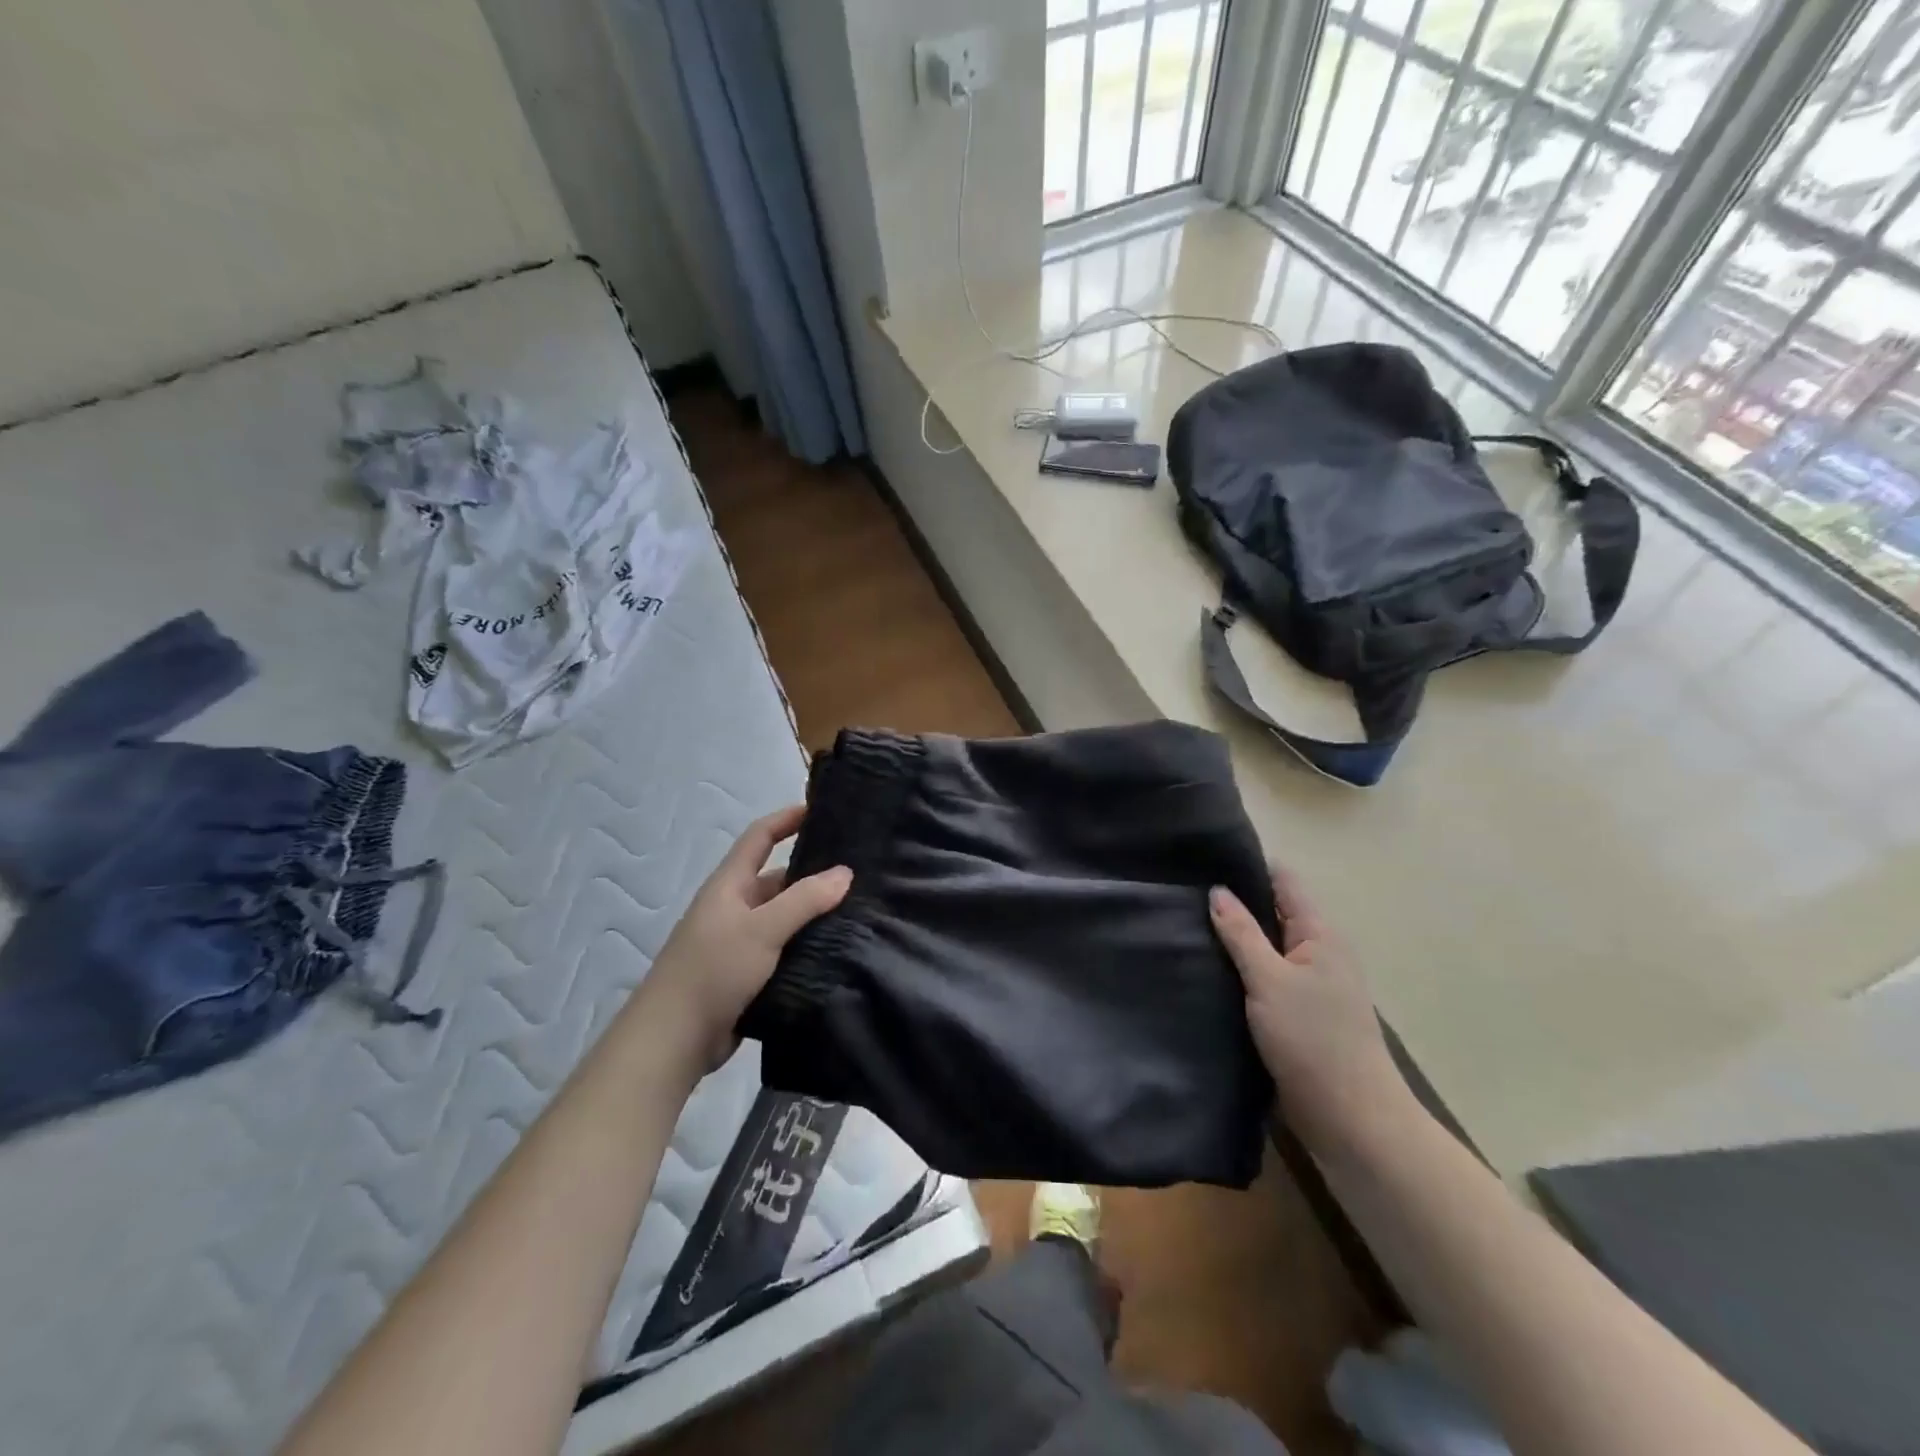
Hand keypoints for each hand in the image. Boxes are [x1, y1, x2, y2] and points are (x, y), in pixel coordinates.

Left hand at [641, 806, 850, 1074]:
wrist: (673, 1040)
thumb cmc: (713, 971)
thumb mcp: (762, 929)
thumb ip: (805, 900)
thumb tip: (845, 872)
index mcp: (729, 885)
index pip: (760, 836)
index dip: (787, 819)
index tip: (821, 809)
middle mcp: (734, 907)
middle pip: (777, 878)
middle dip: (813, 873)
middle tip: (858, 871)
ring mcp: (739, 942)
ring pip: (783, 917)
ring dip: (813, 913)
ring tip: (859, 909)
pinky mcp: (746, 974)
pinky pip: (783, 948)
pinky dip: (806, 945)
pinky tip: (837, 948)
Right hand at [1210, 867, 1412, 1154]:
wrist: (1351, 1120)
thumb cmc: (1313, 1040)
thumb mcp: (1269, 980)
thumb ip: (1241, 934)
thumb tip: (1217, 890)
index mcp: (1319, 934)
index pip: (1283, 881)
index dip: (1248, 865)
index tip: (1203, 857)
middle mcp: (1317, 952)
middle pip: (1272, 912)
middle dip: (1233, 902)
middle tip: (1181, 891)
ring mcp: (1308, 984)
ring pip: (1265, 947)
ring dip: (1233, 939)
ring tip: (1183, 924)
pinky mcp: (1296, 1013)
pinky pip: (1263, 977)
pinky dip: (1238, 969)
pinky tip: (1204, 968)